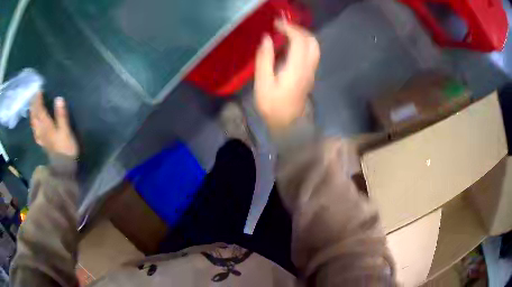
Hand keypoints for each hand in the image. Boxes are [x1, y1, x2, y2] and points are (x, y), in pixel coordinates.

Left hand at [30, 92, 78, 156]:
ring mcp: (41, 137)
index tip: (39, 90)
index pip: (40, 110)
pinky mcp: (42, 143)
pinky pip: (35, 131)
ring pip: (33, 123)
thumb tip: (58, 98)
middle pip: (35, 116)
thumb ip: (61, 115)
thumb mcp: (65, 131)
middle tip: (33, 95)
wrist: (63, 167)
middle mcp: (41, 130)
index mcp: (46, 126)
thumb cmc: (66, 148)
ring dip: (32, 113)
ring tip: (31, 106)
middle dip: (33, 105)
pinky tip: (33, 123)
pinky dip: (33, 125)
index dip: (38, 99)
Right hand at [254, 19, 319, 131]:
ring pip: (314, 47)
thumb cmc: (272, 106)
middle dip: (298, 29)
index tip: (276, 23)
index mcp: (297, 68)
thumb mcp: (263, 84)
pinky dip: (302, 44)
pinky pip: (311, 54)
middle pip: (312, 41)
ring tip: (285, 34)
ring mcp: (311, 72)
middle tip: (282, 27)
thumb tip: (266, 38)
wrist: (288, 125)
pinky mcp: (310, 75)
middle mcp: (308, 68)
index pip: (299, 40)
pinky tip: (289, 46)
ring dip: (302, 36)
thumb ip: (264, 59)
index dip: (289, 28)